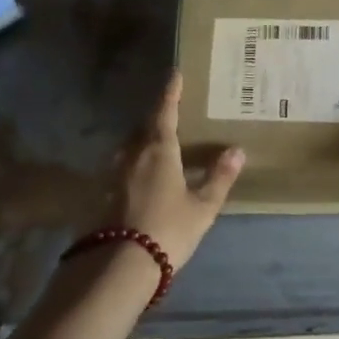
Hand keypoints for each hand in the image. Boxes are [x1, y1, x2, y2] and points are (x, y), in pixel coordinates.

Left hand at [106, 71, 243, 270]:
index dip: (171, 93)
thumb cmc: (168, 230)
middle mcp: (132, 154)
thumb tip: (236, 150)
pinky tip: (139, 178)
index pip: (166, 113)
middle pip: (144, 128)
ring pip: (129, 148)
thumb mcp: (202, 207)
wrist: (120, 264)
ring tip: (156, 145)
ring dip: (142, 142)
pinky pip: (120, 169)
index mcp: (159, 150)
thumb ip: (219, 178)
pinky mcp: (102, 194)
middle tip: (170, 114)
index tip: (174, 74)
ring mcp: (113, 174)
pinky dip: (132, 165)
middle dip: (156, 119)